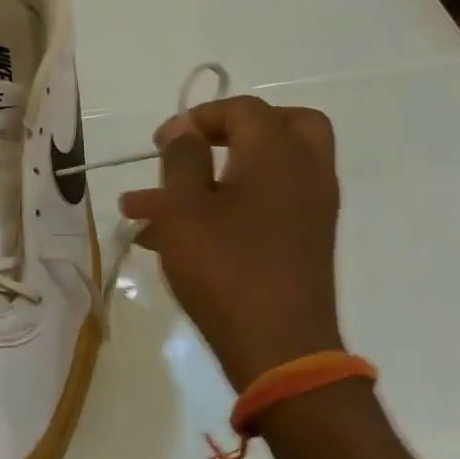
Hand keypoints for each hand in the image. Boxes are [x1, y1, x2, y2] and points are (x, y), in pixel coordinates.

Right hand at [119, 95, 342, 391]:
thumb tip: (184, 129)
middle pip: (284, 126)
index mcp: (278, 154)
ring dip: (215, 176)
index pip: (243, 109)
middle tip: (199, 144)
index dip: (197, 117)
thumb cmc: (224, 268)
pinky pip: (268, 204)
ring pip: (268, 171)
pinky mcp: (304, 242)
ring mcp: (311, 210)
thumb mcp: (184, 209)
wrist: (278, 349)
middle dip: (236, 129)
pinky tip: (173, 236)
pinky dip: (231, 204)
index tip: (160, 143)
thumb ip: (182, 159)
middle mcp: (305, 173)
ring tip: (149, 206)